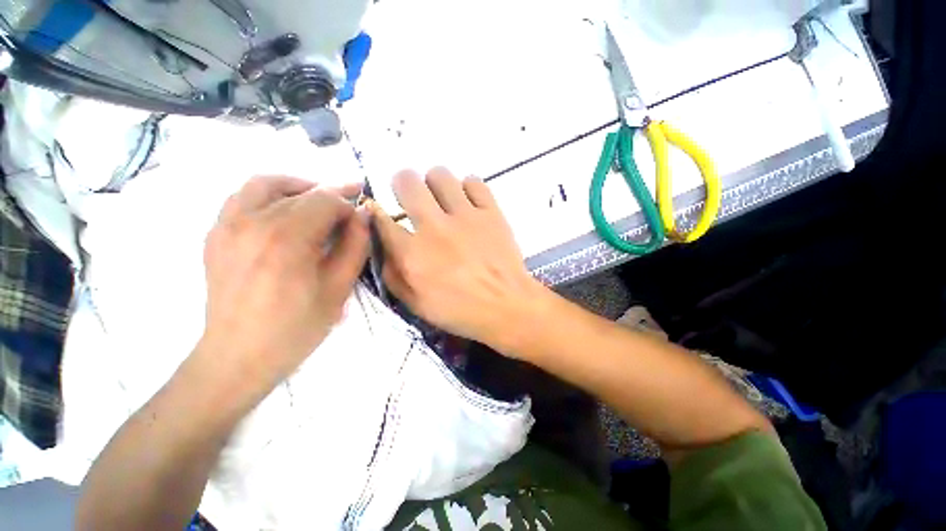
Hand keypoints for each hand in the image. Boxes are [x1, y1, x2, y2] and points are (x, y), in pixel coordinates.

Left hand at [198, 176, 368, 398]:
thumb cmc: (297, 327)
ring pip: (265, 184)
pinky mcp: (215, 234)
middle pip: (300, 191)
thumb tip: (364, 215)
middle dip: (330, 195)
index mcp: (287, 238)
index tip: (360, 218)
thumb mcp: (339, 288)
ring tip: (317, 201)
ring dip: (297, 187)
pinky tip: (284, 213)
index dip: (348, 205)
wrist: (239, 355)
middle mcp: (253, 222)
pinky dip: (269, 195)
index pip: (325, 200)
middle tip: (349, 204)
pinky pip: (242, 197)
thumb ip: (355, 246)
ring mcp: (227, 225)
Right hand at [369, 168, 545, 355]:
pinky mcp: (491, 212)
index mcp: (413, 253)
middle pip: (407, 182)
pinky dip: (468, 189)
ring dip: (435, 184)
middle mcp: (435, 227)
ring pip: (440, 175)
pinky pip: (474, 182)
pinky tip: (469, 204)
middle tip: (413, 199)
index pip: (382, 218)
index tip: (383, 214)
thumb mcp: (415, 304)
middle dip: (403, 185)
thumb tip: (383, 244)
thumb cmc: (459, 311)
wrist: (506, 307)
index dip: (378, 212)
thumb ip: (392, 273)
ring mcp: (465, 216)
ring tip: (442, 200)